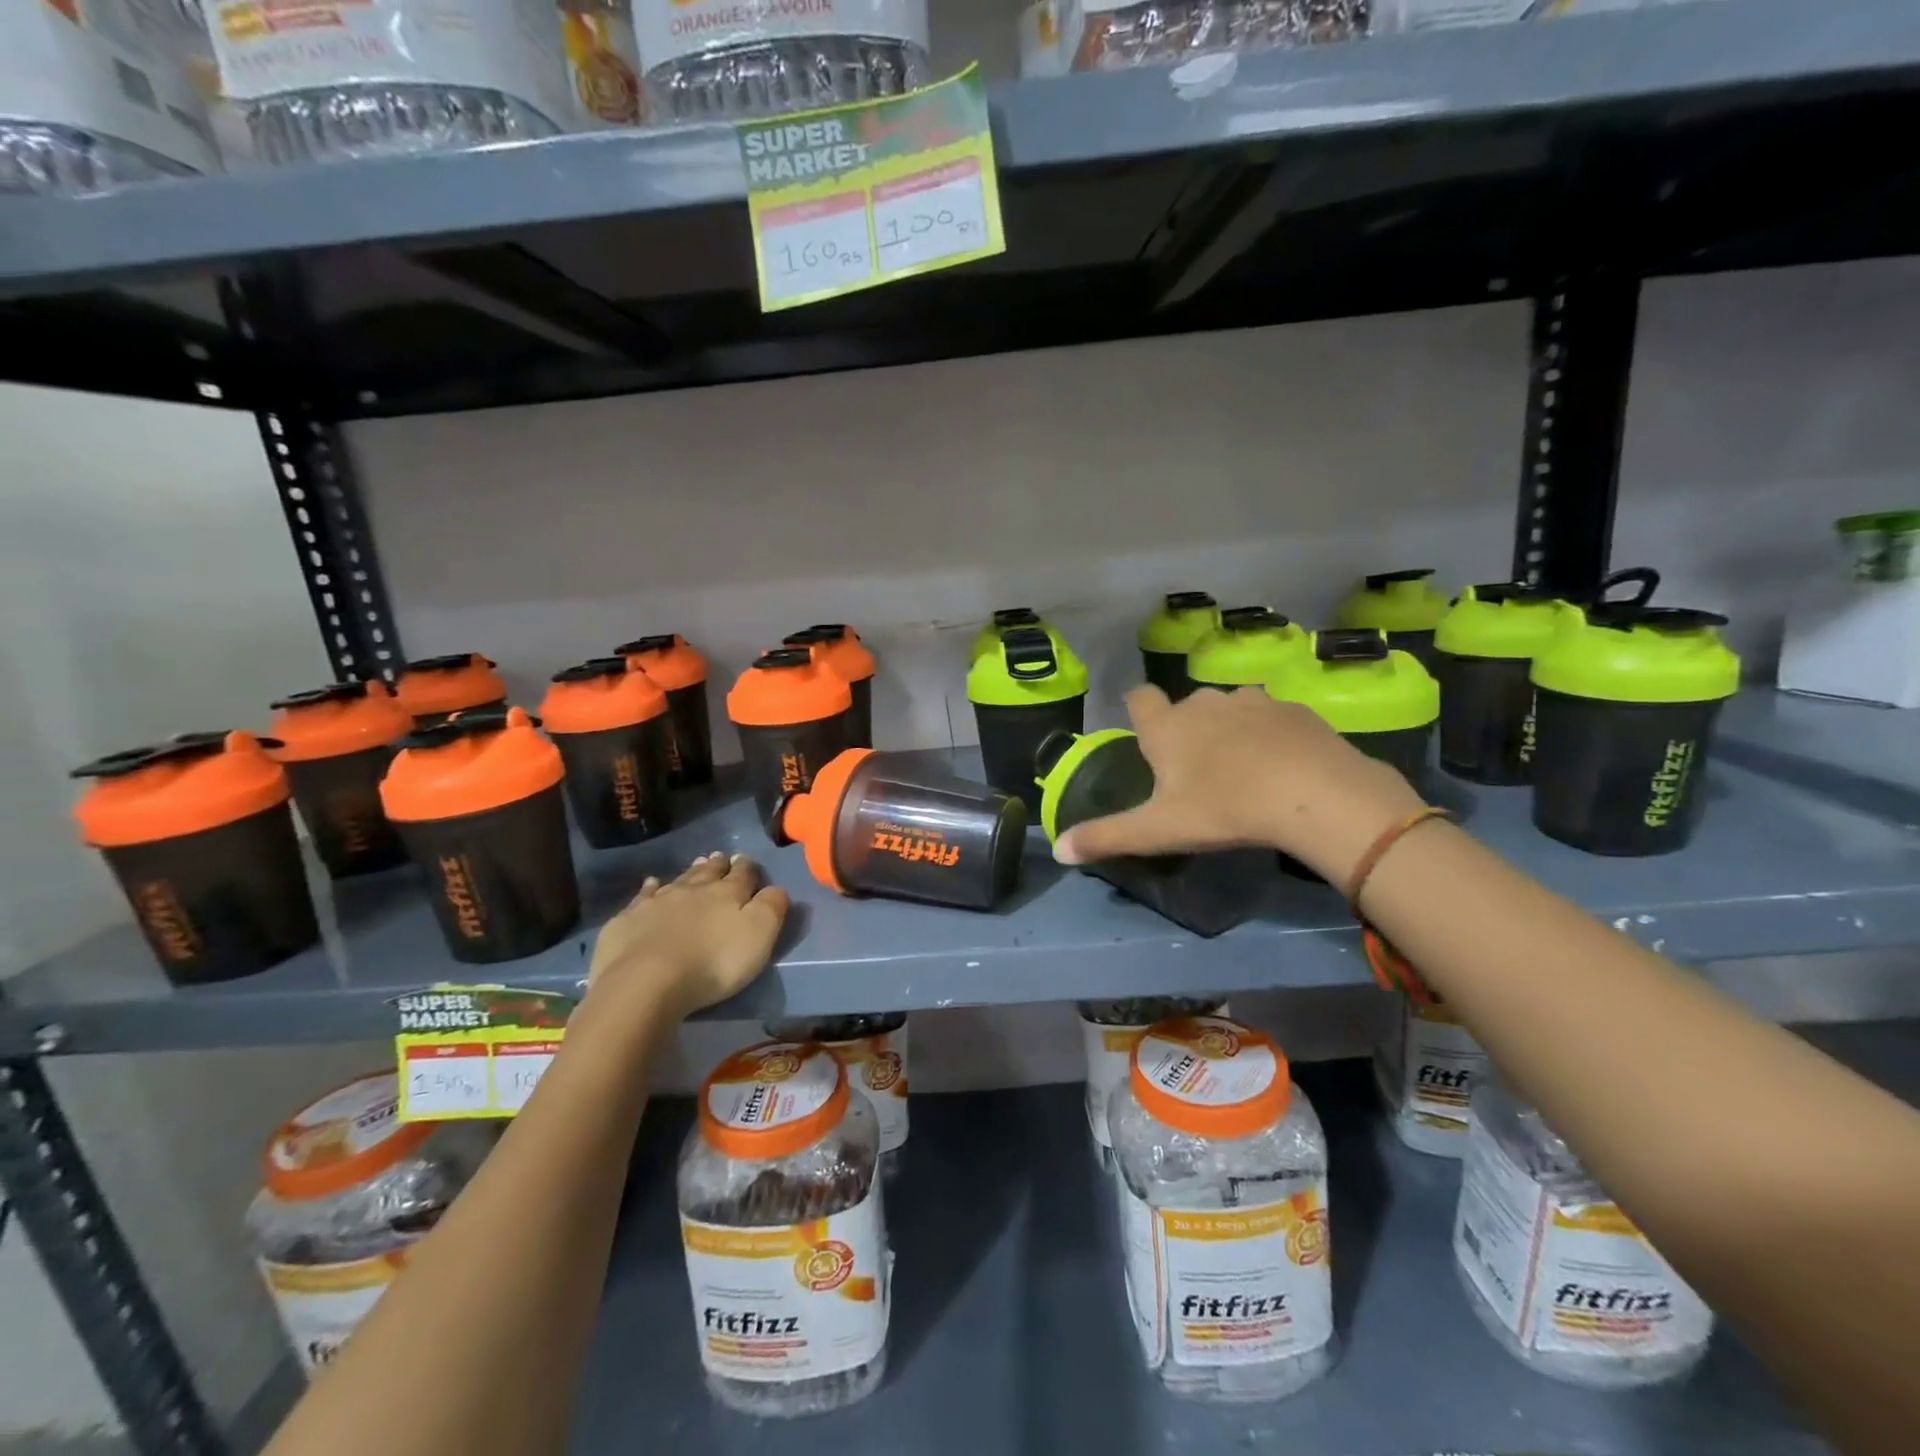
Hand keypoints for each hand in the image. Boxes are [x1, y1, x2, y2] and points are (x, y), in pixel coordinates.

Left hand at [587, 852, 788, 1020]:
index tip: (746, 861)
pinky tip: (651, 885)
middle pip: (708, 872)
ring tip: (696, 864)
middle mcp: (693, 890)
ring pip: (678, 880)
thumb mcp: (759, 935)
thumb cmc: (713, 962)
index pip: (742, 874)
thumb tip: (775, 888)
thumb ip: (772, 906)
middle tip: (721, 857)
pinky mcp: (627, 920)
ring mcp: (656, 903)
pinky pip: (642, 897)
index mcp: (727, 893)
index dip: (746, 868)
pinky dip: (649, 889)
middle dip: (717, 865)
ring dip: (689, 872)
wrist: (646, 982)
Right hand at [1052, 685, 1427, 886]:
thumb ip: (1106, 837)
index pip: (1138, 698)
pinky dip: (1269, 735)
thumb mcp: (1159, 830)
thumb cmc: (1224, 809)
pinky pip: (1271, 717)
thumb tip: (1059, 850)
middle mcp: (1204, 702)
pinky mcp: (1294, 709)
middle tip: (1197, 772)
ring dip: (1229, 729)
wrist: (1315, 795)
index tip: (1147, 738)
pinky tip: (1282, 766)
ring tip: (1243, 769)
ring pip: (1229, 709)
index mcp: (1167, 726)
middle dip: (1187, 730)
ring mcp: (1252, 701)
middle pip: (1186, 707)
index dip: (1138, 712)